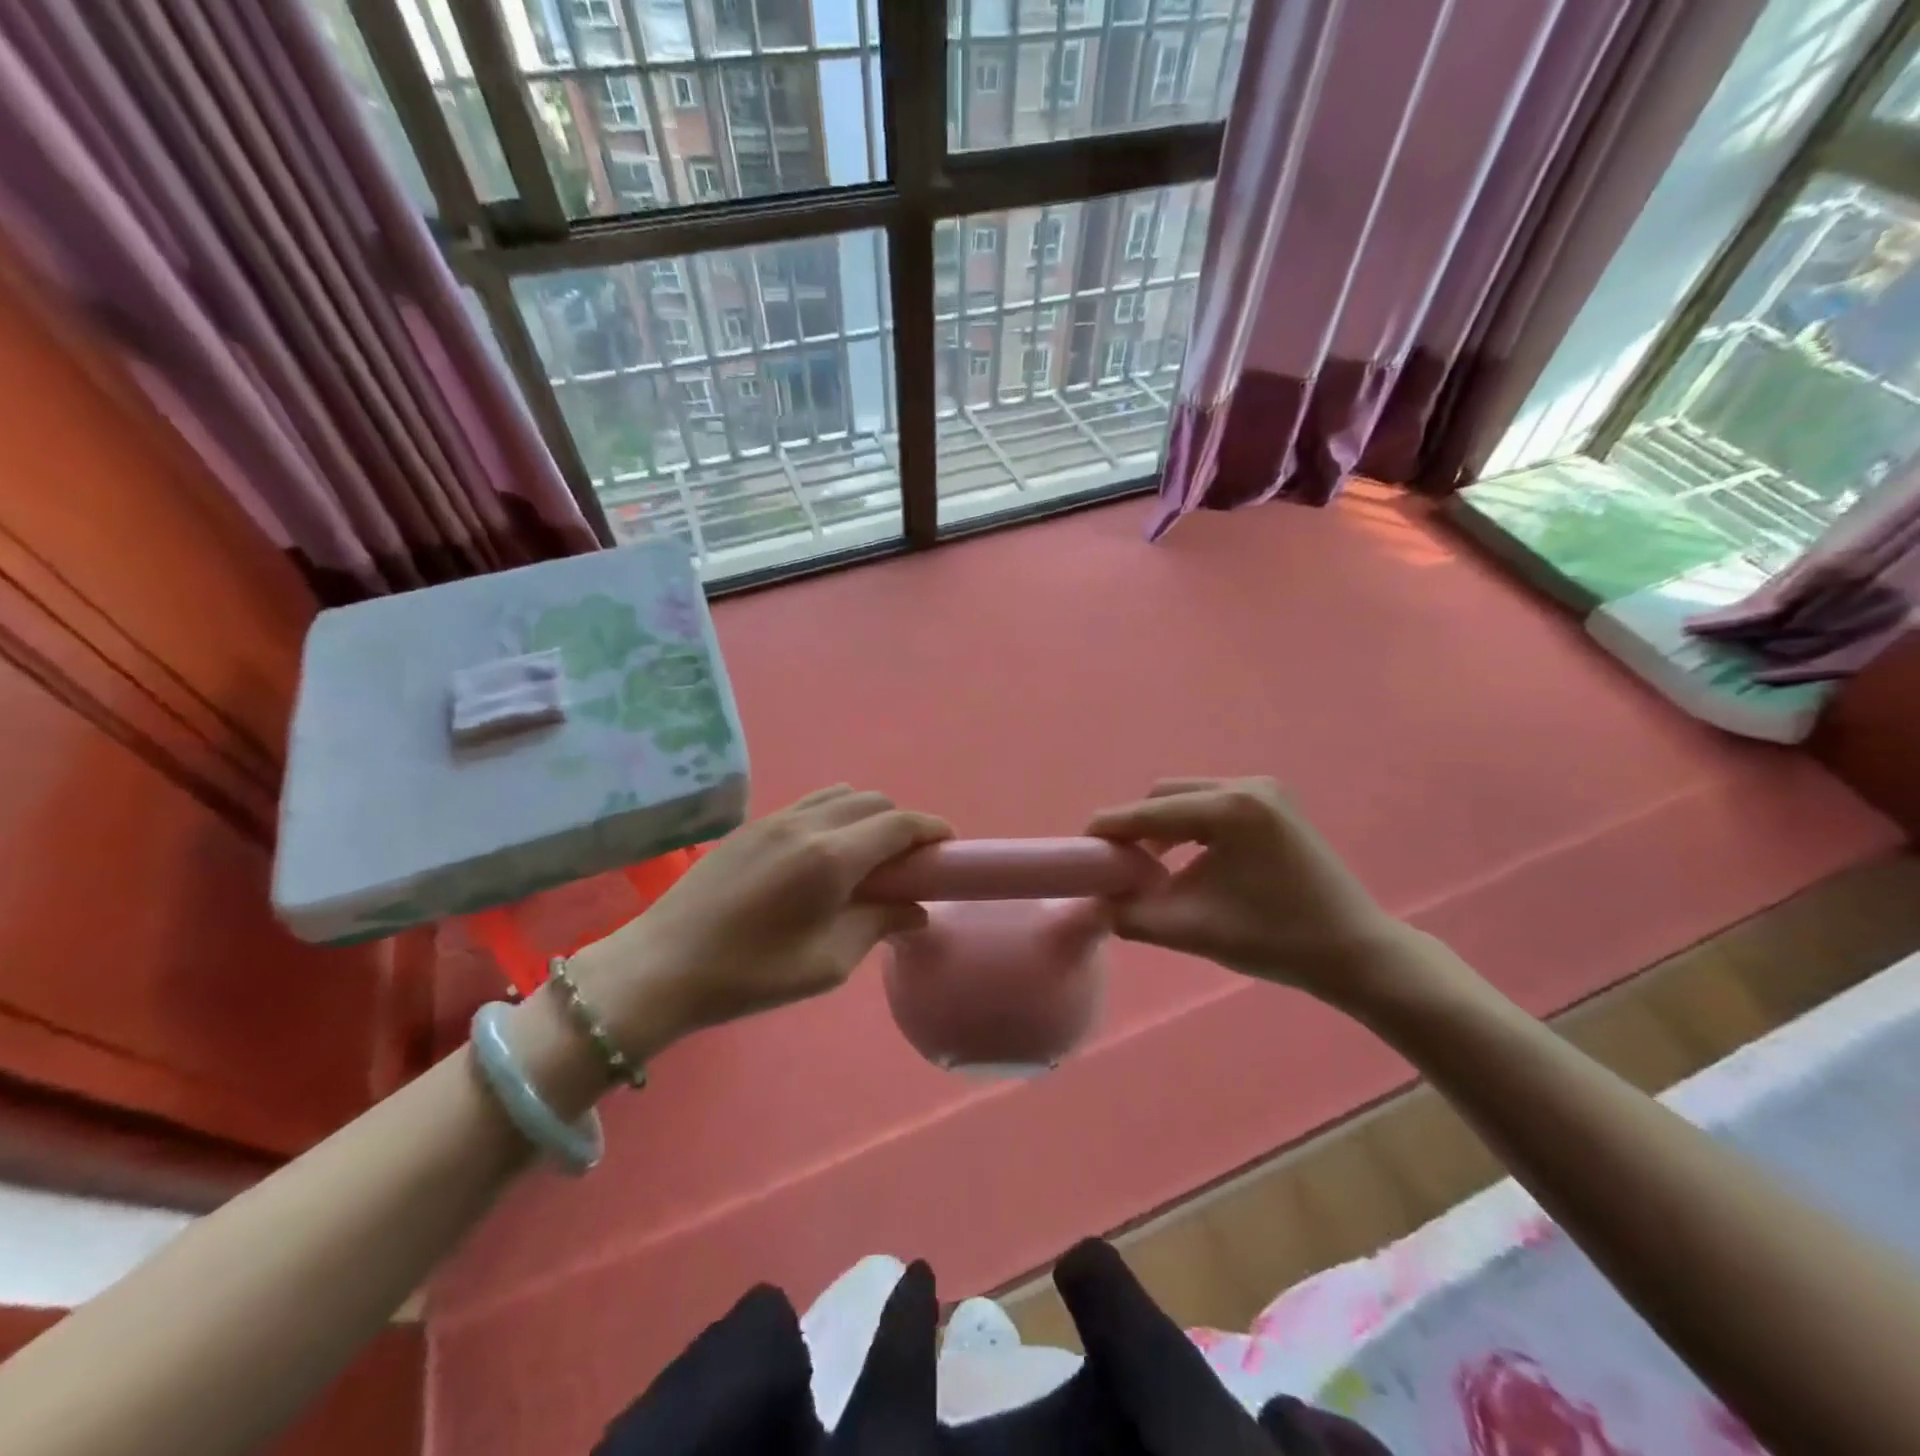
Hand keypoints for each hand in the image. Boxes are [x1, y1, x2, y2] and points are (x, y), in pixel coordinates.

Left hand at [576, 786, 950, 1050]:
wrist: (662, 966)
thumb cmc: (751, 975)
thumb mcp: (827, 962)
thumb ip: (879, 925)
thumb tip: (917, 910)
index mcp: (831, 858)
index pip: (899, 824)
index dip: (931, 828)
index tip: (949, 845)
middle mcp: (808, 824)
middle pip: (874, 801)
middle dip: (901, 823)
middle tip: (907, 863)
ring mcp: (777, 819)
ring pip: (841, 794)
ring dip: (867, 815)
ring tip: (867, 855)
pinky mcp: (753, 825)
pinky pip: (810, 803)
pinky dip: (835, 814)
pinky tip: (825, 853)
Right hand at [1086, 777, 1411, 1001]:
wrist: (1356, 952)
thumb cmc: (1277, 940)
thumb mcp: (1192, 929)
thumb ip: (1132, 915)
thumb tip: (1096, 904)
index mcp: (1229, 809)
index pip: (1148, 812)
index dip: (1108, 830)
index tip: (1078, 851)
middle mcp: (1246, 785)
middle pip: (1166, 796)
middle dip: (1136, 828)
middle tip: (1117, 866)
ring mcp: (1265, 791)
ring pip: (1188, 799)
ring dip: (1162, 828)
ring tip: (1148, 868)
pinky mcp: (1275, 805)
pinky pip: (1212, 806)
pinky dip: (1189, 828)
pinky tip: (1185, 861)